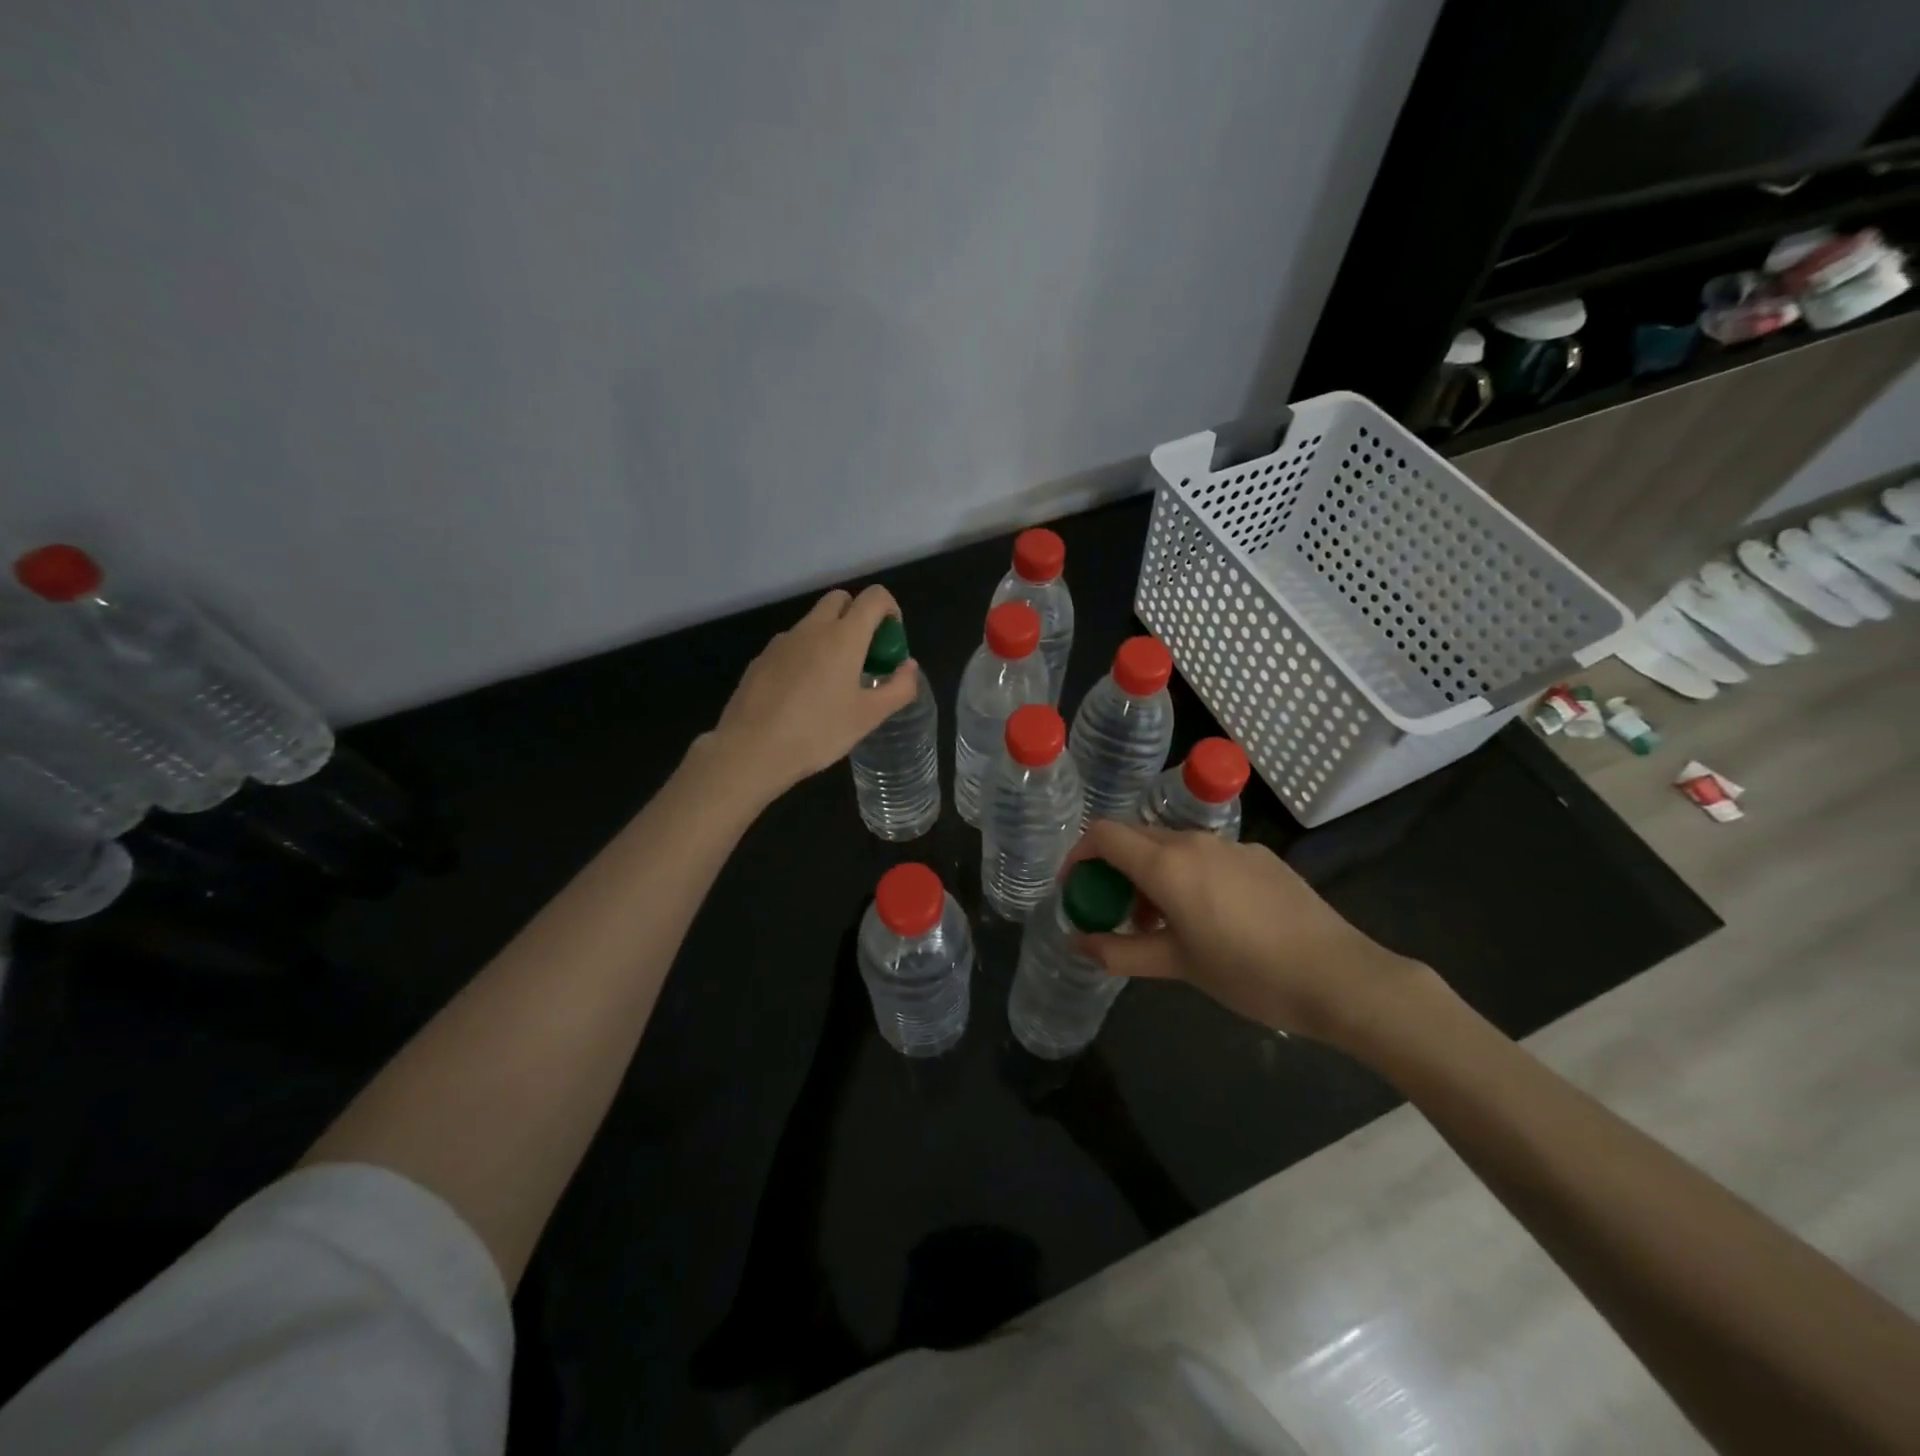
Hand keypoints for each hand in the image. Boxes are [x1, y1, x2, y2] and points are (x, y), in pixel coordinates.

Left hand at [702, 586, 919, 802]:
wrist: (751, 750)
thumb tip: (908, 667)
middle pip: (840, 600)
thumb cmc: (818, 732)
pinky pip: (792, 645)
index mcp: (844, 637)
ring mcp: (782, 642)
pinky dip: (806, 655)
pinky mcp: (761, 659)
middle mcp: (812, 629)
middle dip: (858, 617)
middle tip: (865, 657)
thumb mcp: (868, 717)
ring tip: (834, 682)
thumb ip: (898, 688)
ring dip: (831, 637)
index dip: (890, 610)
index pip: (874, 597)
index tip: (891, 642)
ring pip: (814, 622)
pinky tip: (803, 695)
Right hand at [1068, 819, 1429, 1044]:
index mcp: (1168, 863)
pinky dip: (1187, 875)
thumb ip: (1120, 952)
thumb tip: (1078, 943)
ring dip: (1151, 873)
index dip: (1079, 856)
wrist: (1340, 977)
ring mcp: (1232, 846)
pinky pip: (1207, 855)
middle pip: (1136, 838)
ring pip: (1172, 846)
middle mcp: (1195, 841)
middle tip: (1114, 910)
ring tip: (1160, 922)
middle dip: (1114, 868)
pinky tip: (1209, 917)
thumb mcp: (1177, 966)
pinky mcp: (1261, 857)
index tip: (1076, 889)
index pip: (1104, 835)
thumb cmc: (1248, 973)